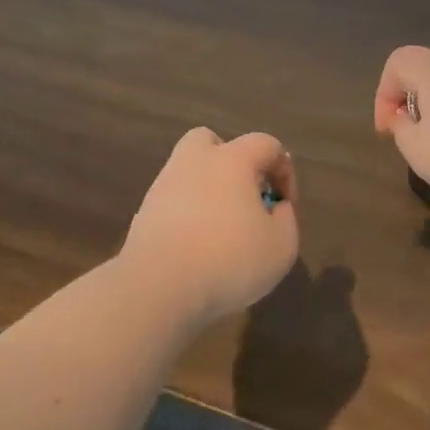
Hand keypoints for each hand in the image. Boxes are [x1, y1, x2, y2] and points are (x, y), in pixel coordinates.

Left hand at [121, 127, 298, 322]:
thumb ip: (286, 219)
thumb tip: (275, 207)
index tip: (286, 205)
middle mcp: (193, 163)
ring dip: (208, 192)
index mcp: (231, 160)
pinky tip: (198, 248)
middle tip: (244, 197)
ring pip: (188, 174)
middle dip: (231, 162)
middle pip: (210, 142)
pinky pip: (173, 204)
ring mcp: (163, 187)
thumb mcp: (281, 246)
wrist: (159, 287)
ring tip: (222, 230)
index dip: (284, 171)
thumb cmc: (230, 260)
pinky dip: (187, 217)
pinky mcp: (143, 214)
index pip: (265, 144)